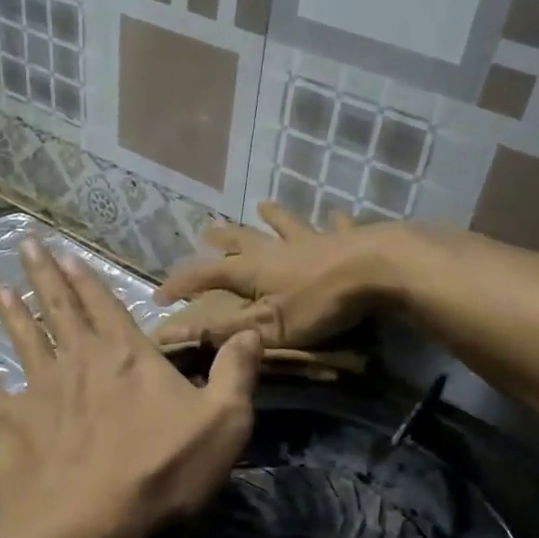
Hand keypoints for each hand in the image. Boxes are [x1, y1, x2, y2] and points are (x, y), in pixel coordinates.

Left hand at [0, 240, 261, 537]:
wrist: (90, 519)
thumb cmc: (161, 470)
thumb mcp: (223, 421)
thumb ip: (237, 373)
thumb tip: (250, 331)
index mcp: (126, 356)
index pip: (105, 305)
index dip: (87, 279)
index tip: (67, 254)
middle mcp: (79, 361)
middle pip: (59, 309)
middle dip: (44, 276)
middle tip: (27, 245)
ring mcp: (39, 391)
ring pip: (24, 342)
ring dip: (13, 315)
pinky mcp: (12, 426)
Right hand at [152, 202, 404, 348]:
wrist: (378, 271)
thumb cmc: (320, 303)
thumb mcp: (268, 327)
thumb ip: (225, 330)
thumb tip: (174, 332)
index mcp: (253, 271)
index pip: (206, 275)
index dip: (180, 284)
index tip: (159, 297)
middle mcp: (277, 249)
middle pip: (242, 240)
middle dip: (222, 240)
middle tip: (206, 232)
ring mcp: (312, 240)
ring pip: (285, 224)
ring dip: (272, 217)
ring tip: (263, 205)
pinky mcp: (346, 239)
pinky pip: (335, 226)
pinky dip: (332, 221)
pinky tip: (336, 214)